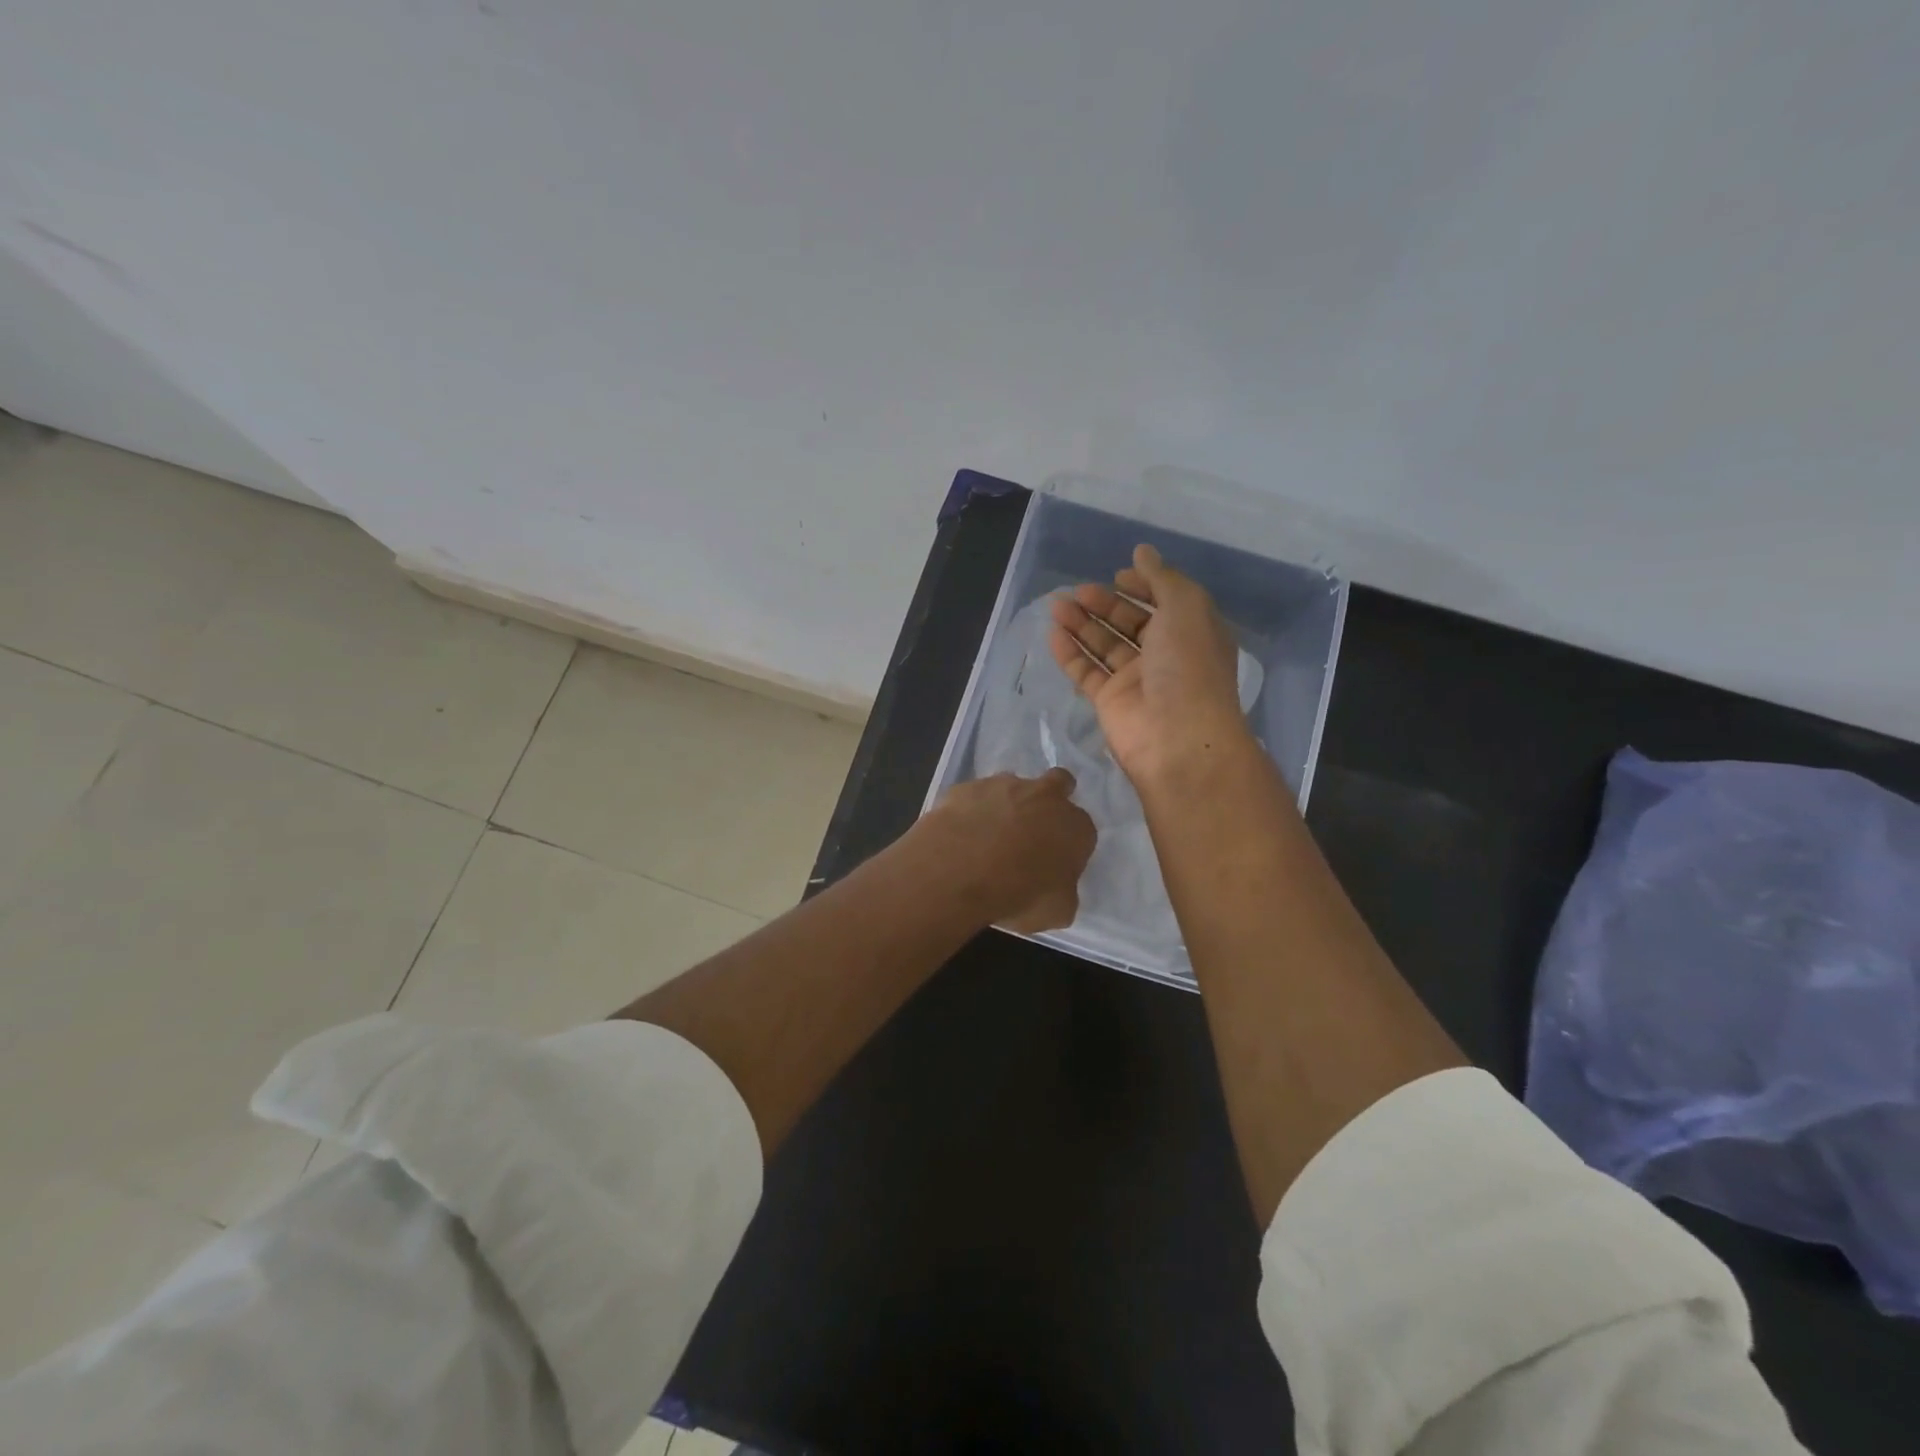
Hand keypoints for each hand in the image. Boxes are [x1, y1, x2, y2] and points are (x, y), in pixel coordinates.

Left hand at [917, 769, 1095, 933]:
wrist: (961, 871)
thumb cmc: (1021, 895)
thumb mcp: (1057, 911)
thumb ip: (1063, 892)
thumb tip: (1057, 888)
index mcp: (1075, 826)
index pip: (1083, 829)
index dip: (1070, 844)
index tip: (1056, 861)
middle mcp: (1045, 796)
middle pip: (1058, 783)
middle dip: (1050, 798)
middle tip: (1033, 827)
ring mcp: (1003, 785)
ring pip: (1012, 787)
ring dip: (1006, 804)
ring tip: (987, 836)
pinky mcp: (967, 787)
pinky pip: (974, 796)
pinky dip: (971, 810)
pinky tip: (960, 833)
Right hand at [1048, 543, 1254, 786]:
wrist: (1177, 736)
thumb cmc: (1188, 665)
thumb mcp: (1185, 606)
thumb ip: (1161, 577)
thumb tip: (1142, 552)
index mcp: (1192, 632)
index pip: (1165, 603)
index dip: (1142, 586)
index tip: (1118, 575)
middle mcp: (1165, 656)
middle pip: (1130, 623)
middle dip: (1104, 604)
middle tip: (1078, 591)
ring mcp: (1136, 681)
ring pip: (1104, 646)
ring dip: (1082, 624)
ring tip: (1056, 605)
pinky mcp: (1110, 702)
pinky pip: (1086, 672)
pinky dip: (1070, 653)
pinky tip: (1053, 634)